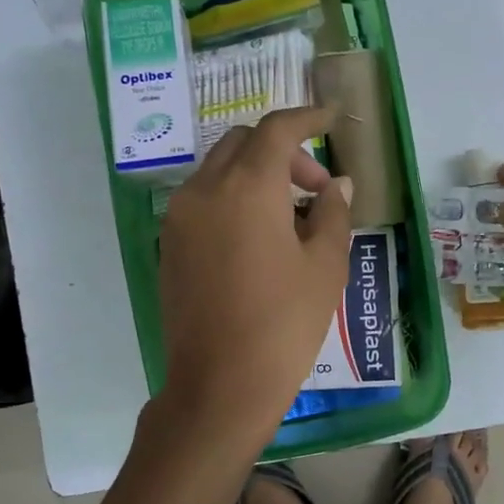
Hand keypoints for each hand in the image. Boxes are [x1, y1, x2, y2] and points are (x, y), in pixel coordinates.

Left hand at [157, 107, 353, 443]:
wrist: (219, 386)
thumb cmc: (284, 324)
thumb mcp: (325, 266)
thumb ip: (332, 213)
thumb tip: (334, 186)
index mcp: (247, 187)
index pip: (277, 130)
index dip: (307, 118)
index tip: (329, 119)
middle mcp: (204, 189)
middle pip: (243, 143)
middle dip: (282, 152)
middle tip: (315, 190)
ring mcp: (179, 218)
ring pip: (220, 170)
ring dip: (256, 175)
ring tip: (291, 219)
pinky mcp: (169, 245)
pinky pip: (204, 201)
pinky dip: (233, 199)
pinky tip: (259, 239)